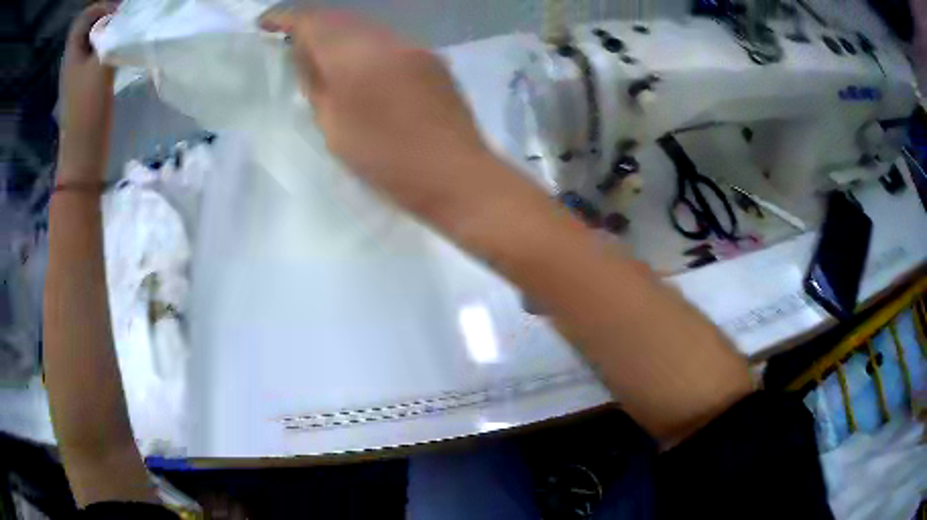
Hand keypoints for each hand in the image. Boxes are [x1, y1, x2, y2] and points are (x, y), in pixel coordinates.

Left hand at [58, 3, 116, 182]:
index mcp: (72, 55)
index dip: (100, 8)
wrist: (83, 153)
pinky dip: (108, 50)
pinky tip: (118, 56)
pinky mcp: (86, 86)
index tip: (116, 13)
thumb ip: (112, 36)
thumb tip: (123, 17)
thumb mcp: (101, 65)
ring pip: (94, 42)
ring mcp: (78, 75)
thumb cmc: (88, 109)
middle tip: (123, 23)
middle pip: (89, 28)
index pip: (83, 18)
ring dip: (109, 35)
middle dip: (107, 19)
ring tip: (123, 38)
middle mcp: (73, 61)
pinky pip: (97, 57)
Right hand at [259, 9, 498, 220]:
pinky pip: (387, 42)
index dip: (284, 19)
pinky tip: (358, 66)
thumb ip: (315, 83)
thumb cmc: (388, 162)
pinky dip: (364, 46)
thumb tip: (303, 54)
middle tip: (288, 44)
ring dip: (338, 36)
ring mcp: (414, 47)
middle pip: (340, 19)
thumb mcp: (334, 127)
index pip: (313, 21)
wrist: (458, 176)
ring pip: (365, 28)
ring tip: (320, 56)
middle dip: (311, 26)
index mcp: (356, 56)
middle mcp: (387, 40)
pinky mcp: (432, 59)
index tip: (264, 26)